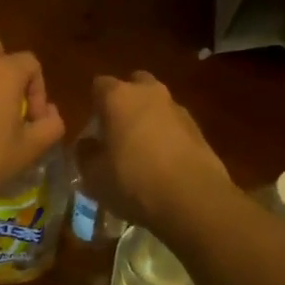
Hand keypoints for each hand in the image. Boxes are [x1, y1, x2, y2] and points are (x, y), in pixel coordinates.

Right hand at [78, 71, 229, 228]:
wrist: (193, 199)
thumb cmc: (133, 181)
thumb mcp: (94, 176)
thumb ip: (86, 154)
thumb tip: (88, 144)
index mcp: (118, 97)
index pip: (99, 85)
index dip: (95, 105)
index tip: (93, 128)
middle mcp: (148, 93)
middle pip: (134, 85)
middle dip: (126, 102)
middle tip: (119, 130)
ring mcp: (177, 109)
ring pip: (157, 104)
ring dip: (150, 119)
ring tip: (144, 151)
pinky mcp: (199, 129)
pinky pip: (175, 125)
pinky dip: (169, 136)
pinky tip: (165, 164)